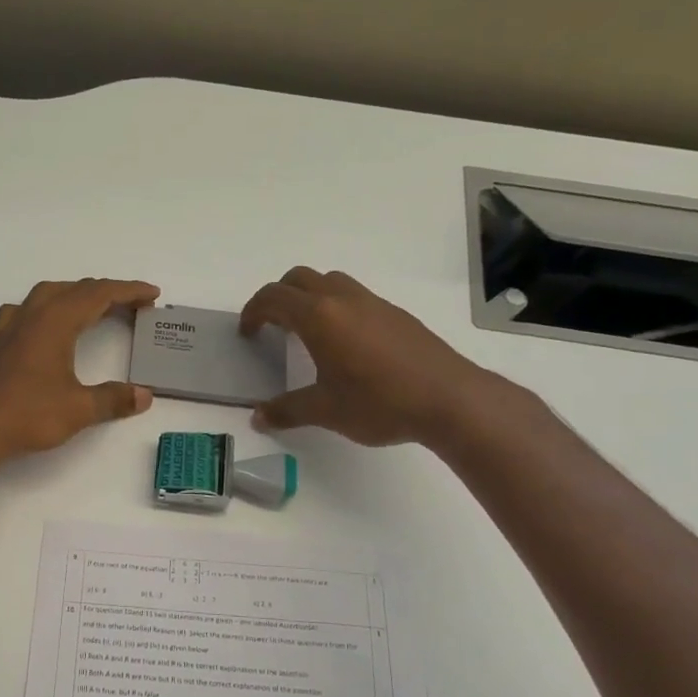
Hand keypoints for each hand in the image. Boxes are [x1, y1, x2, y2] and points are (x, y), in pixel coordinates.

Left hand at [0, 279, 160, 464]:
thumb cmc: (28, 414)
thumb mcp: (79, 409)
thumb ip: (114, 399)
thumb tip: (145, 395)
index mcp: (55, 321)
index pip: (99, 294)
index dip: (129, 291)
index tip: (152, 294)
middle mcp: (33, 314)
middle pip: (76, 289)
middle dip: (108, 292)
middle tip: (135, 305)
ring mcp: (11, 325)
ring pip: (50, 294)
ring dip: (78, 295)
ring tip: (97, 308)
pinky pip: (29, 309)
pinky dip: (50, 307)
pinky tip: (49, 324)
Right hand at [239, 267, 492, 446]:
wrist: (450, 399)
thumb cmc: (379, 402)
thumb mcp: (325, 411)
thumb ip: (287, 410)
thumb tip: (258, 418)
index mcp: (319, 317)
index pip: (274, 298)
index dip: (253, 311)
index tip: (247, 332)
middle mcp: (343, 300)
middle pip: (299, 278)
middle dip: (278, 297)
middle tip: (272, 326)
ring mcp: (373, 303)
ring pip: (330, 282)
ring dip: (309, 296)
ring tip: (307, 332)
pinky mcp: (395, 314)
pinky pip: (354, 296)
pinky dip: (335, 307)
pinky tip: (344, 344)